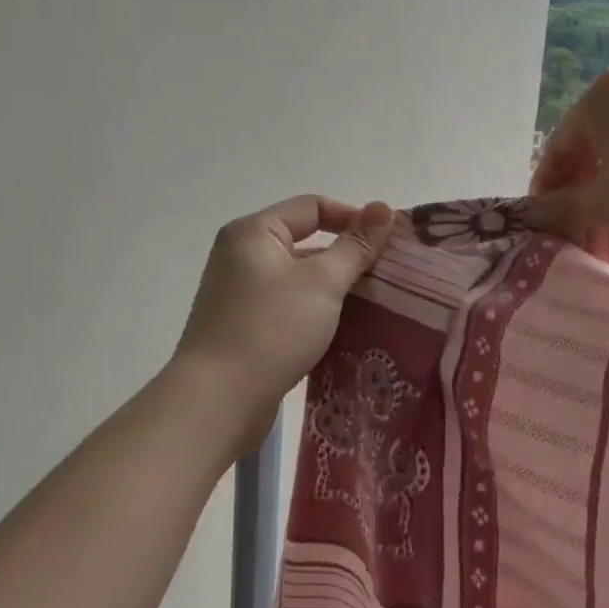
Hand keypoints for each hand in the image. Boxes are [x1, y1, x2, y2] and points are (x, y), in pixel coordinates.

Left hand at [173, 195, 393, 443]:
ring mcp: (241, 294)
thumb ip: (356, 245)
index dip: (354, 218)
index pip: (313, 207)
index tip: (389, 244)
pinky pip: (290, 308)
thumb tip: (385, 207)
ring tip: (376, 306)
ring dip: (336, 289)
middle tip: (389, 278)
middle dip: (348, 258)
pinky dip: (317, 314)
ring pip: (300, 280)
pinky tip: (345, 331)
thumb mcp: (323, 282)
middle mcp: (242, 256)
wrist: (219, 400)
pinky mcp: (245, 328)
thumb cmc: (272, 328)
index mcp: (254, 232)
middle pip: (306, 242)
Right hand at [529, 68, 608, 264]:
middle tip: (582, 249)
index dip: (547, 194)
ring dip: (608, 211)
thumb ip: (560, 206)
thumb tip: (529, 212)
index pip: (558, 148)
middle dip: (583, 209)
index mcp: (602, 96)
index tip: (542, 229)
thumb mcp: (605, 205)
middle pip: (590, 157)